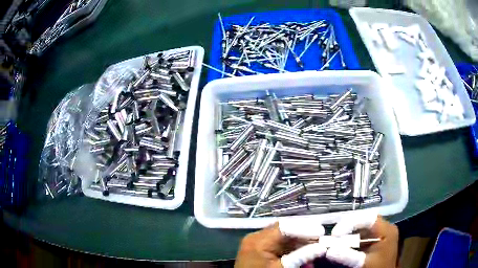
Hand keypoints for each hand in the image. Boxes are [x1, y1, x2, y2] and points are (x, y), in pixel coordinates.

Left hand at [235, 219, 325, 267]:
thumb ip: (302, 256)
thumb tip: (321, 247)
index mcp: (258, 240)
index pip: (285, 227)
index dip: (305, 228)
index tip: (321, 232)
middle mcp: (256, 238)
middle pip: (285, 230)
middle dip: (305, 235)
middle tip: (320, 239)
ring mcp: (257, 244)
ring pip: (284, 238)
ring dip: (301, 244)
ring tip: (315, 249)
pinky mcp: (260, 251)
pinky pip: (279, 246)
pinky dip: (293, 250)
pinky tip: (305, 256)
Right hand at [326, 214, 398, 267]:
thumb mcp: (363, 263)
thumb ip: (348, 256)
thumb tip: (329, 250)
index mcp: (386, 230)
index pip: (368, 218)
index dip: (351, 222)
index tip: (335, 233)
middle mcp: (384, 228)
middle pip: (364, 220)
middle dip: (347, 226)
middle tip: (333, 235)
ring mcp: (379, 234)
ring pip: (361, 227)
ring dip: (347, 233)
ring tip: (334, 239)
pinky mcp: (374, 240)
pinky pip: (360, 235)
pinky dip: (350, 238)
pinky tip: (341, 243)